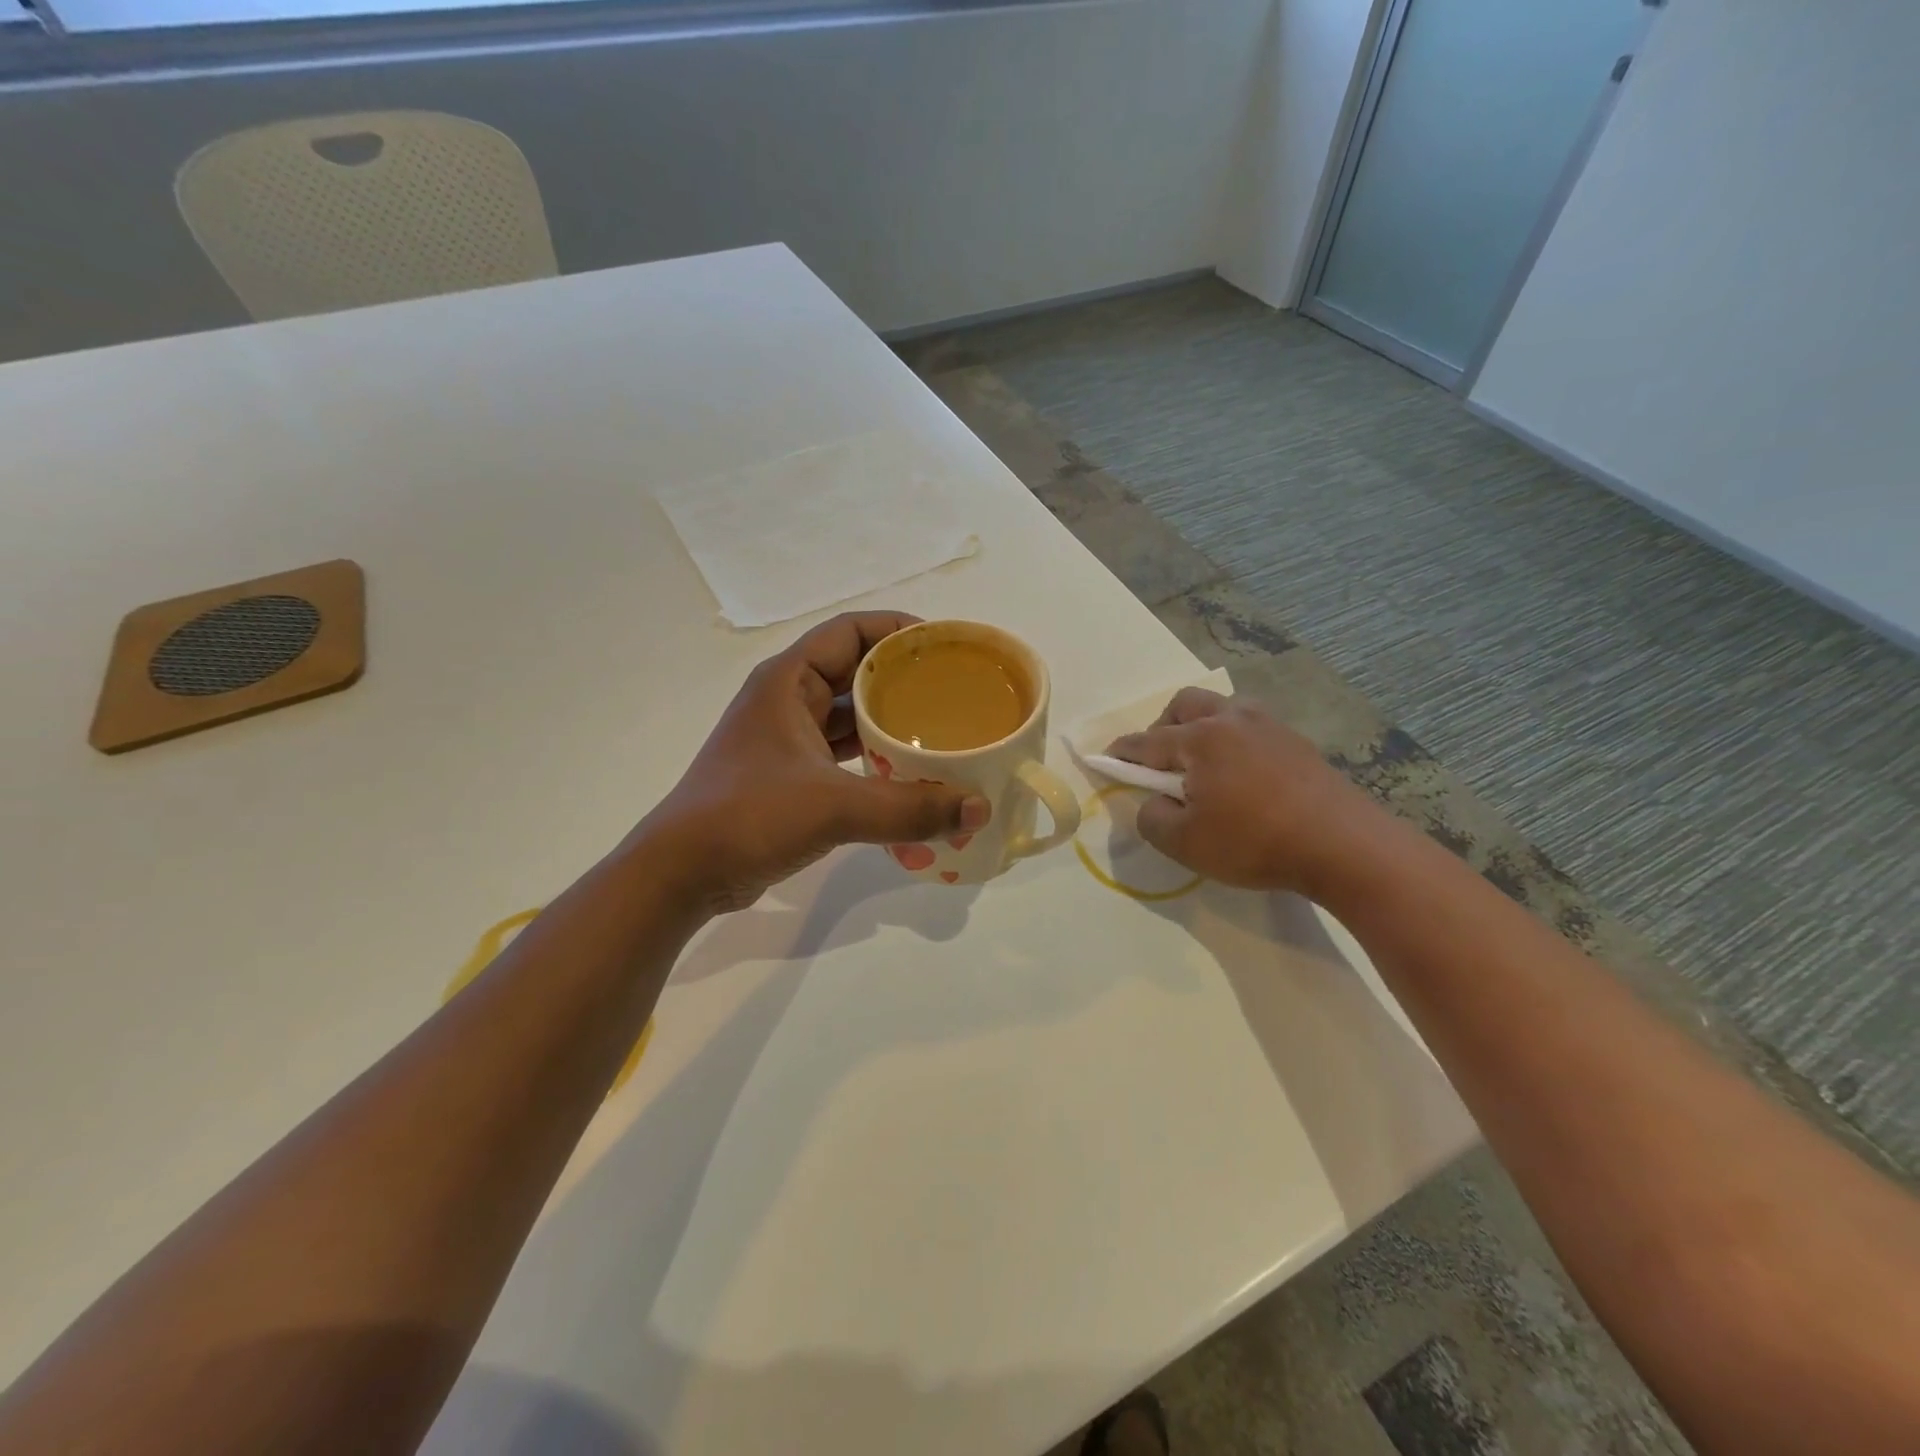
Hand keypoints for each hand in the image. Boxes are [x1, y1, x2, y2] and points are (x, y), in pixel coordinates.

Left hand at [644, 612, 990, 912]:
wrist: (680, 873)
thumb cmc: (748, 816)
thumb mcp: (833, 807)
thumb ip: (908, 808)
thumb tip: (978, 808)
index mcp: (787, 680)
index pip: (850, 632)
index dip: (898, 631)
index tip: (945, 648)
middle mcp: (785, 700)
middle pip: (853, 671)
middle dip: (902, 679)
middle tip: (952, 693)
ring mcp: (784, 740)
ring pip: (847, 715)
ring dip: (888, 721)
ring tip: (939, 731)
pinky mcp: (786, 776)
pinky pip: (840, 753)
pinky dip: (872, 758)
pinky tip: (907, 773)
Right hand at [1106, 688, 1386, 894]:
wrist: (1344, 845)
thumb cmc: (1255, 842)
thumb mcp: (1186, 844)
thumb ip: (1152, 819)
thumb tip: (1151, 802)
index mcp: (1199, 739)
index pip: (1146, 741)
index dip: (1122, 752)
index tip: (1105, 758)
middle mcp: (1232, 720)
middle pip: (1185, 704)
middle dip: (1162, 726)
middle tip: (1160, 761)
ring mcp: (1269, 727)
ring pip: (1223, 709)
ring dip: (1202, 727)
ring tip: (1203, 764)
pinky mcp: (1297, 743)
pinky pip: (1252, 727)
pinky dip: (1234, 741)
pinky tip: (1242, 773)